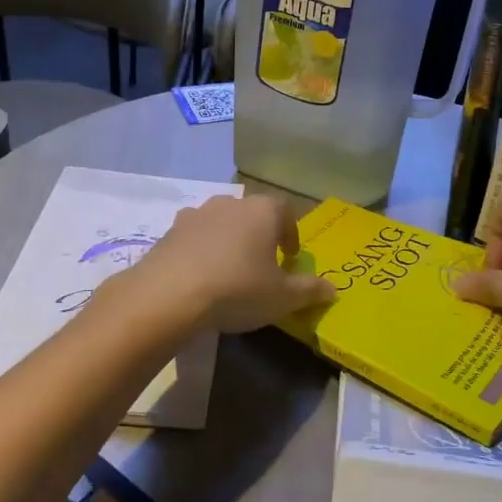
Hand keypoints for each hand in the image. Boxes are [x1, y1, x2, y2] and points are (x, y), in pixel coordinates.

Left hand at [125, 195, 333, 333]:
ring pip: (222, 222)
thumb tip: (333, 290)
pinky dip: (201, 250)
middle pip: (252, 214)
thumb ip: (310, 291)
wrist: (168, 295)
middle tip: (262, 264)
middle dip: (260, 235)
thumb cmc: (237, 289)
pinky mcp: (170, 231)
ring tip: (229, 270)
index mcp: (263, 211)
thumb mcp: (282, 298)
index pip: (286, 211)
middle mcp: (231, 203)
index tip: (290, 257)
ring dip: (229, 241)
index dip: (291, 233)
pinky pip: (194, 237)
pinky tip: (200, 276)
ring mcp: (197, 214)